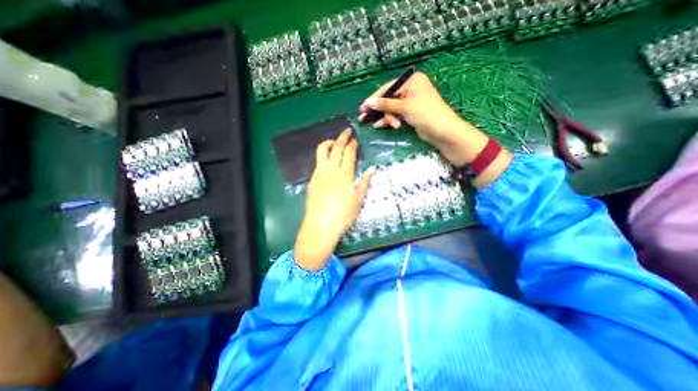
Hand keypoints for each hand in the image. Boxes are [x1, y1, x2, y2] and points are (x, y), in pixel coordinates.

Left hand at [292, 129, 372, 270]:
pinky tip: (327, 162)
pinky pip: (317, 162)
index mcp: (344, 174)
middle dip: (342, 137)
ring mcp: (319, 173)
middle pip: (335, 147)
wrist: (321, 225)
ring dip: (329, 143)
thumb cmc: (343, 214)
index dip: (352, 144)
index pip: (348, 153)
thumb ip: (365, 182)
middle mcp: (330, 169)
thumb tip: (372, 169)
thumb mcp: (358, 199)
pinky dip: (323, 156)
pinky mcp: (312, 180)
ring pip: (322, 151)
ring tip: (334, 143)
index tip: (354, 139)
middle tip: (346, 131)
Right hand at [359, 70, 461, 139]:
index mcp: (412, 81)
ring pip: (391, 109)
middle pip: (388, 99)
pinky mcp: (410, 114)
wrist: (442, 132)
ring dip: (386, 118)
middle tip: (363, 118)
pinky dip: (389, 120)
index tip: (363, 107)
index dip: (375, 98)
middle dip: (379, 110)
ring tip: (383, 125)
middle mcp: (411, 89)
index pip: (388, 88)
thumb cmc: (426, 113)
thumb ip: (386, 105)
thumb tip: (369, 103)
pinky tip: (381, 126)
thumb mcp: (405, 107)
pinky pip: (395, 115)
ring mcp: (410, 102)